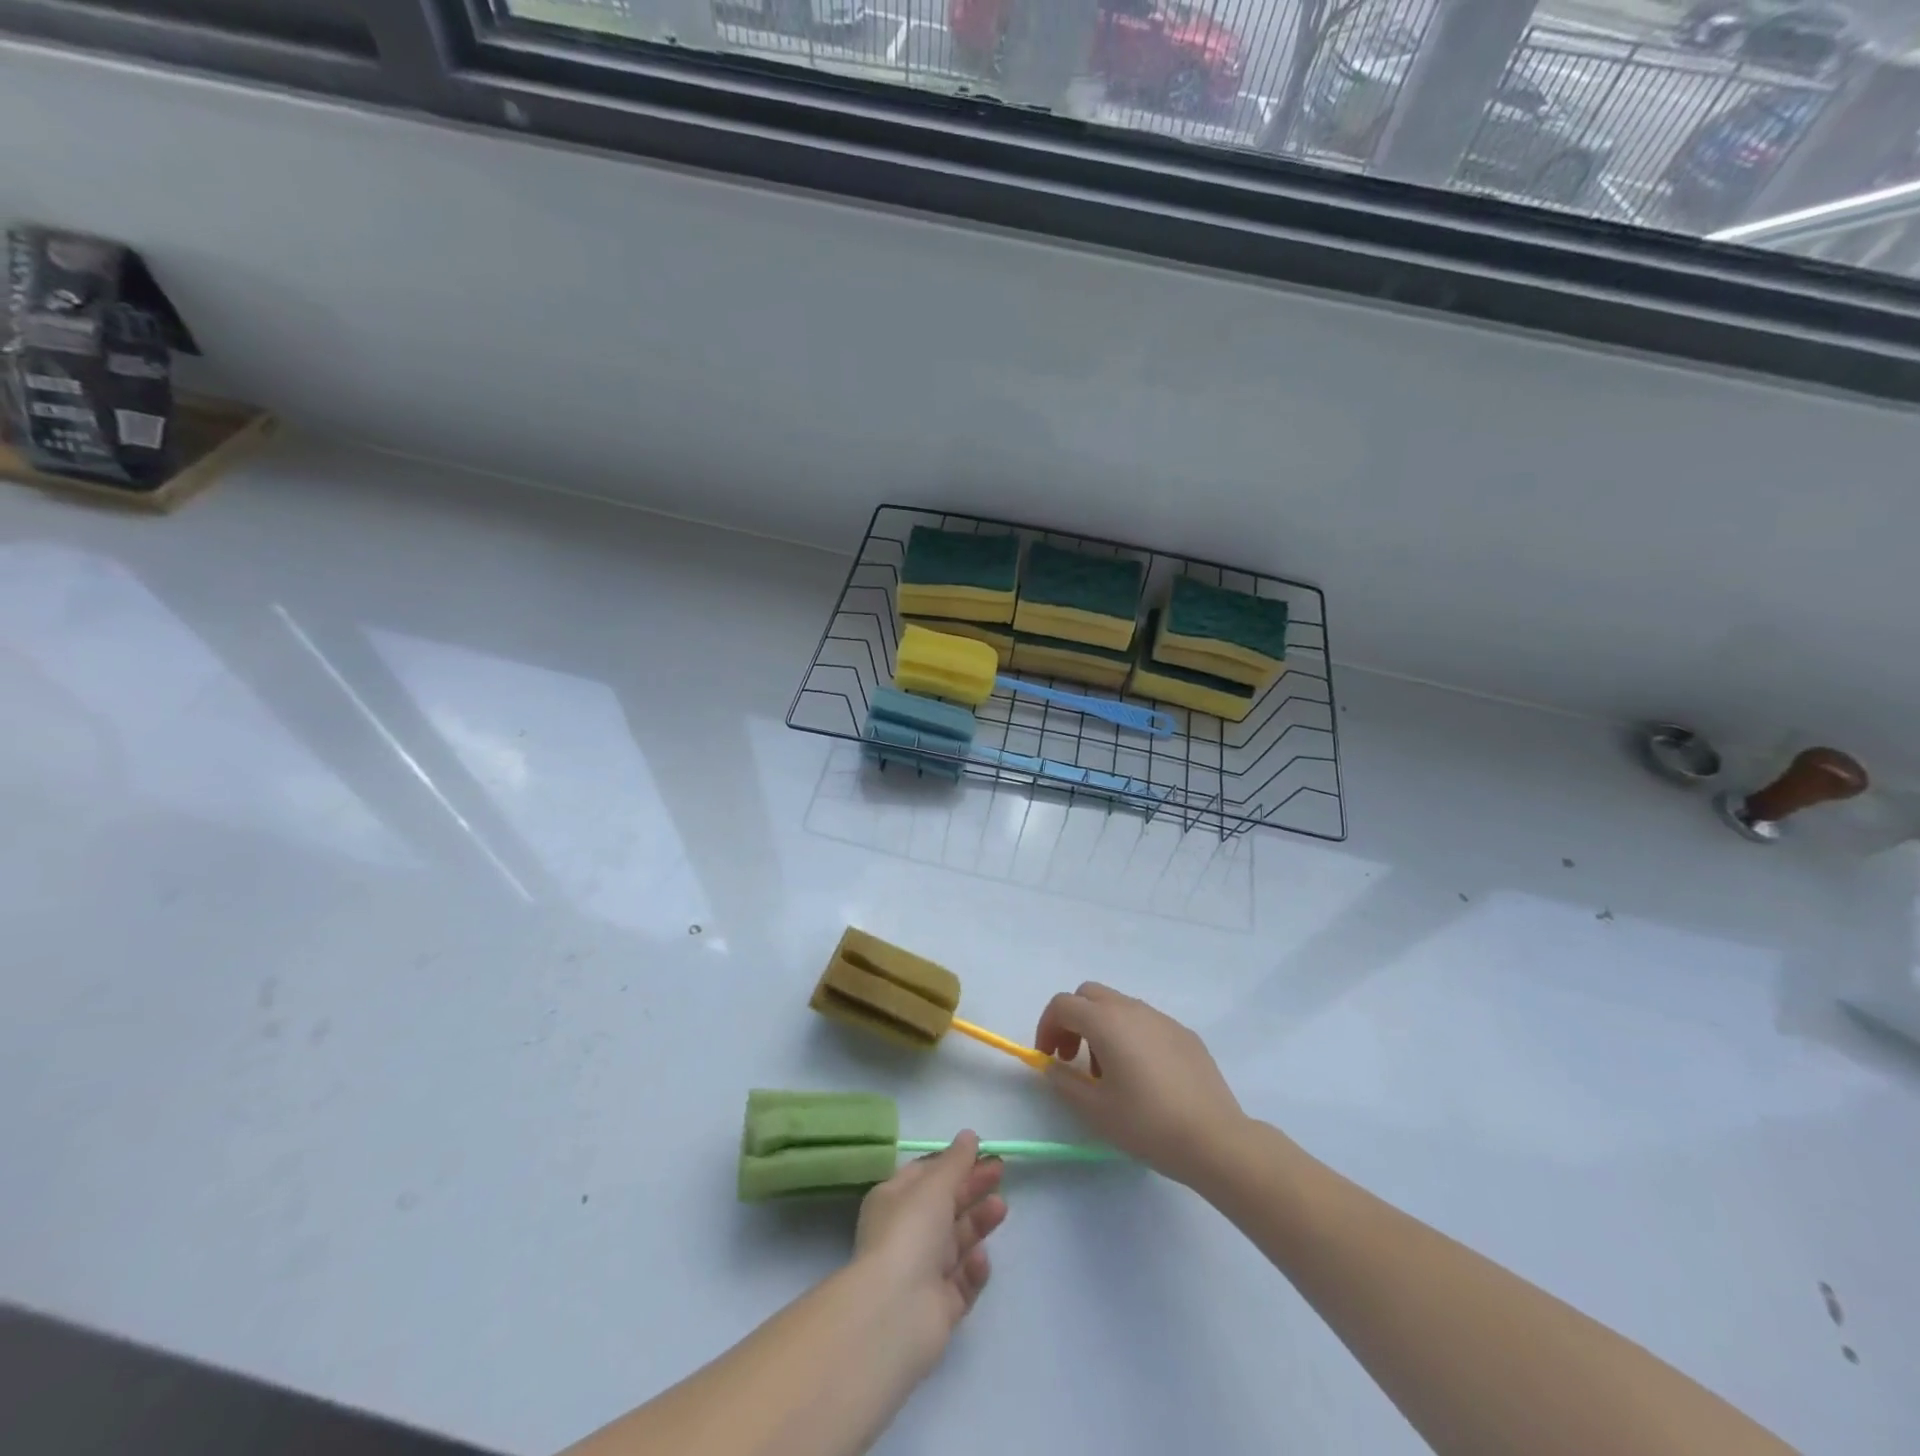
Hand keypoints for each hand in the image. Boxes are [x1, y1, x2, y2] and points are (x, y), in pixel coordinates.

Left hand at [850, 1132, 1006, 1379]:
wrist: (895, 1312)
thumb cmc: (910, 1232)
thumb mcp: (934, 1185)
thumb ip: (956, 1161)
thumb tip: (969, 1135)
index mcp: (894, 1200)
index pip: (926, 1175)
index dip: (954, 1162)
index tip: (983, 1152)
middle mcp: (906, 1233)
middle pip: (946, 1205)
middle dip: (972, 1187)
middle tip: (1001, 1171)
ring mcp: (923, 1271)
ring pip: (957, 1241)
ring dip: (978, 1222)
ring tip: (1000, 1208)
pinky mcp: (940, 1306)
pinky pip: (963, 1280)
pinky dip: (973, 1268)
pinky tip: (978, 1258)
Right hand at [1035, 983, 1245, 1186]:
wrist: (1215, 1140)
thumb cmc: (1147, 1124)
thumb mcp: (1095, 1110)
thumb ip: (1064, 1082)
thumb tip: (1053, 1066)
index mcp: (1106, 1021)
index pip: (1063, 1005)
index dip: (1047, 1027)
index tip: (1048, 1059)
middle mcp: (1133, 1009)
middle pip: (1089, 995)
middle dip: (1073, 1020)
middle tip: (1072, 1058)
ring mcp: (1162, 1018)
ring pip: (1119, 1006)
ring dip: (1101, 1028)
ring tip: (1108, 1073)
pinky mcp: (1185, 1034)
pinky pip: (1146, 1022)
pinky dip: (1130, 1036)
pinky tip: (1143, 1076)